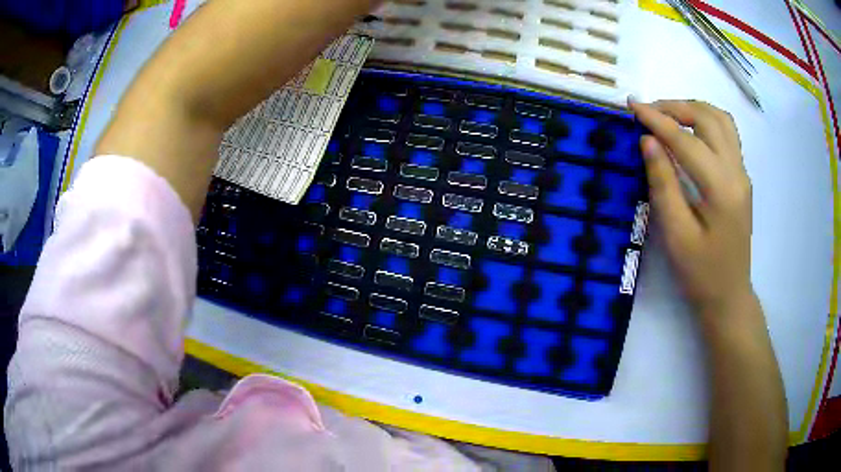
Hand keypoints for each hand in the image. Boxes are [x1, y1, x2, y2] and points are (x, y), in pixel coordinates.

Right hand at [629, 99, 754, 317]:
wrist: (728, 296)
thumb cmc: (700, 273)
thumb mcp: (676, 235)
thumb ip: (663, 184)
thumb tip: (648, 142)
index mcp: (722, 188)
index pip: (686, 140)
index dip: (657, 120)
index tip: (632, 106)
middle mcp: (737, 172)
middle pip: (708, 118)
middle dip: (675, 107)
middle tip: (648, 112)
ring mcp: (742, 173)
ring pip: (721, 120)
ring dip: (693, 110)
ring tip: (668, 116)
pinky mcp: (741, 178)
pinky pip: (727, 134)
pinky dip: (706, 121)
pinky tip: (691, 132)